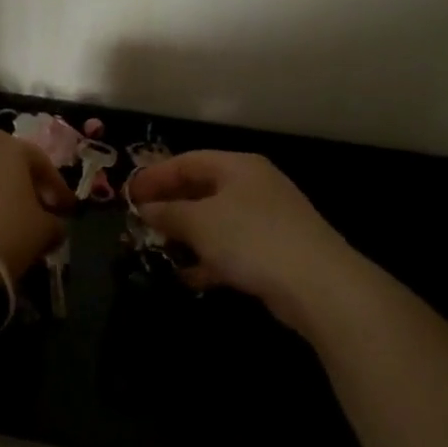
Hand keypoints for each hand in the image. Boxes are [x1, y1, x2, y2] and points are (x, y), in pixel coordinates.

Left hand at [0, 131, 73, 278]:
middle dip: (21, 186)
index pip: (41, 163)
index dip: (57, 189)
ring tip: (0, 222)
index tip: (67, 210)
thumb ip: (54, 223)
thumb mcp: (43, 232)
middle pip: (5, 163)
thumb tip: (54, 224)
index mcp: (8, 144)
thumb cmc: (2, 233)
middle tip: (34, 212)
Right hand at [127, 151, 366, 328]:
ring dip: (187, 235)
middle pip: (202, 189)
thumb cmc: (251, 238)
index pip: (187, 161)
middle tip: (140, 222)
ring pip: (216, 220)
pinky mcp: (275, 251)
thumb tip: (145, 209)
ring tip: (158, 250)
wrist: (319, 285)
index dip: (155, 176)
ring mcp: (267, 219)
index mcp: (237, 167)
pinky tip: (189, 277)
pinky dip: (209, 258)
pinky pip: (232, 247)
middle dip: (170, 206)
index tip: (128, 195)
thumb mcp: (199, 222)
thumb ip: (168, 213)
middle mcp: (253, 186)